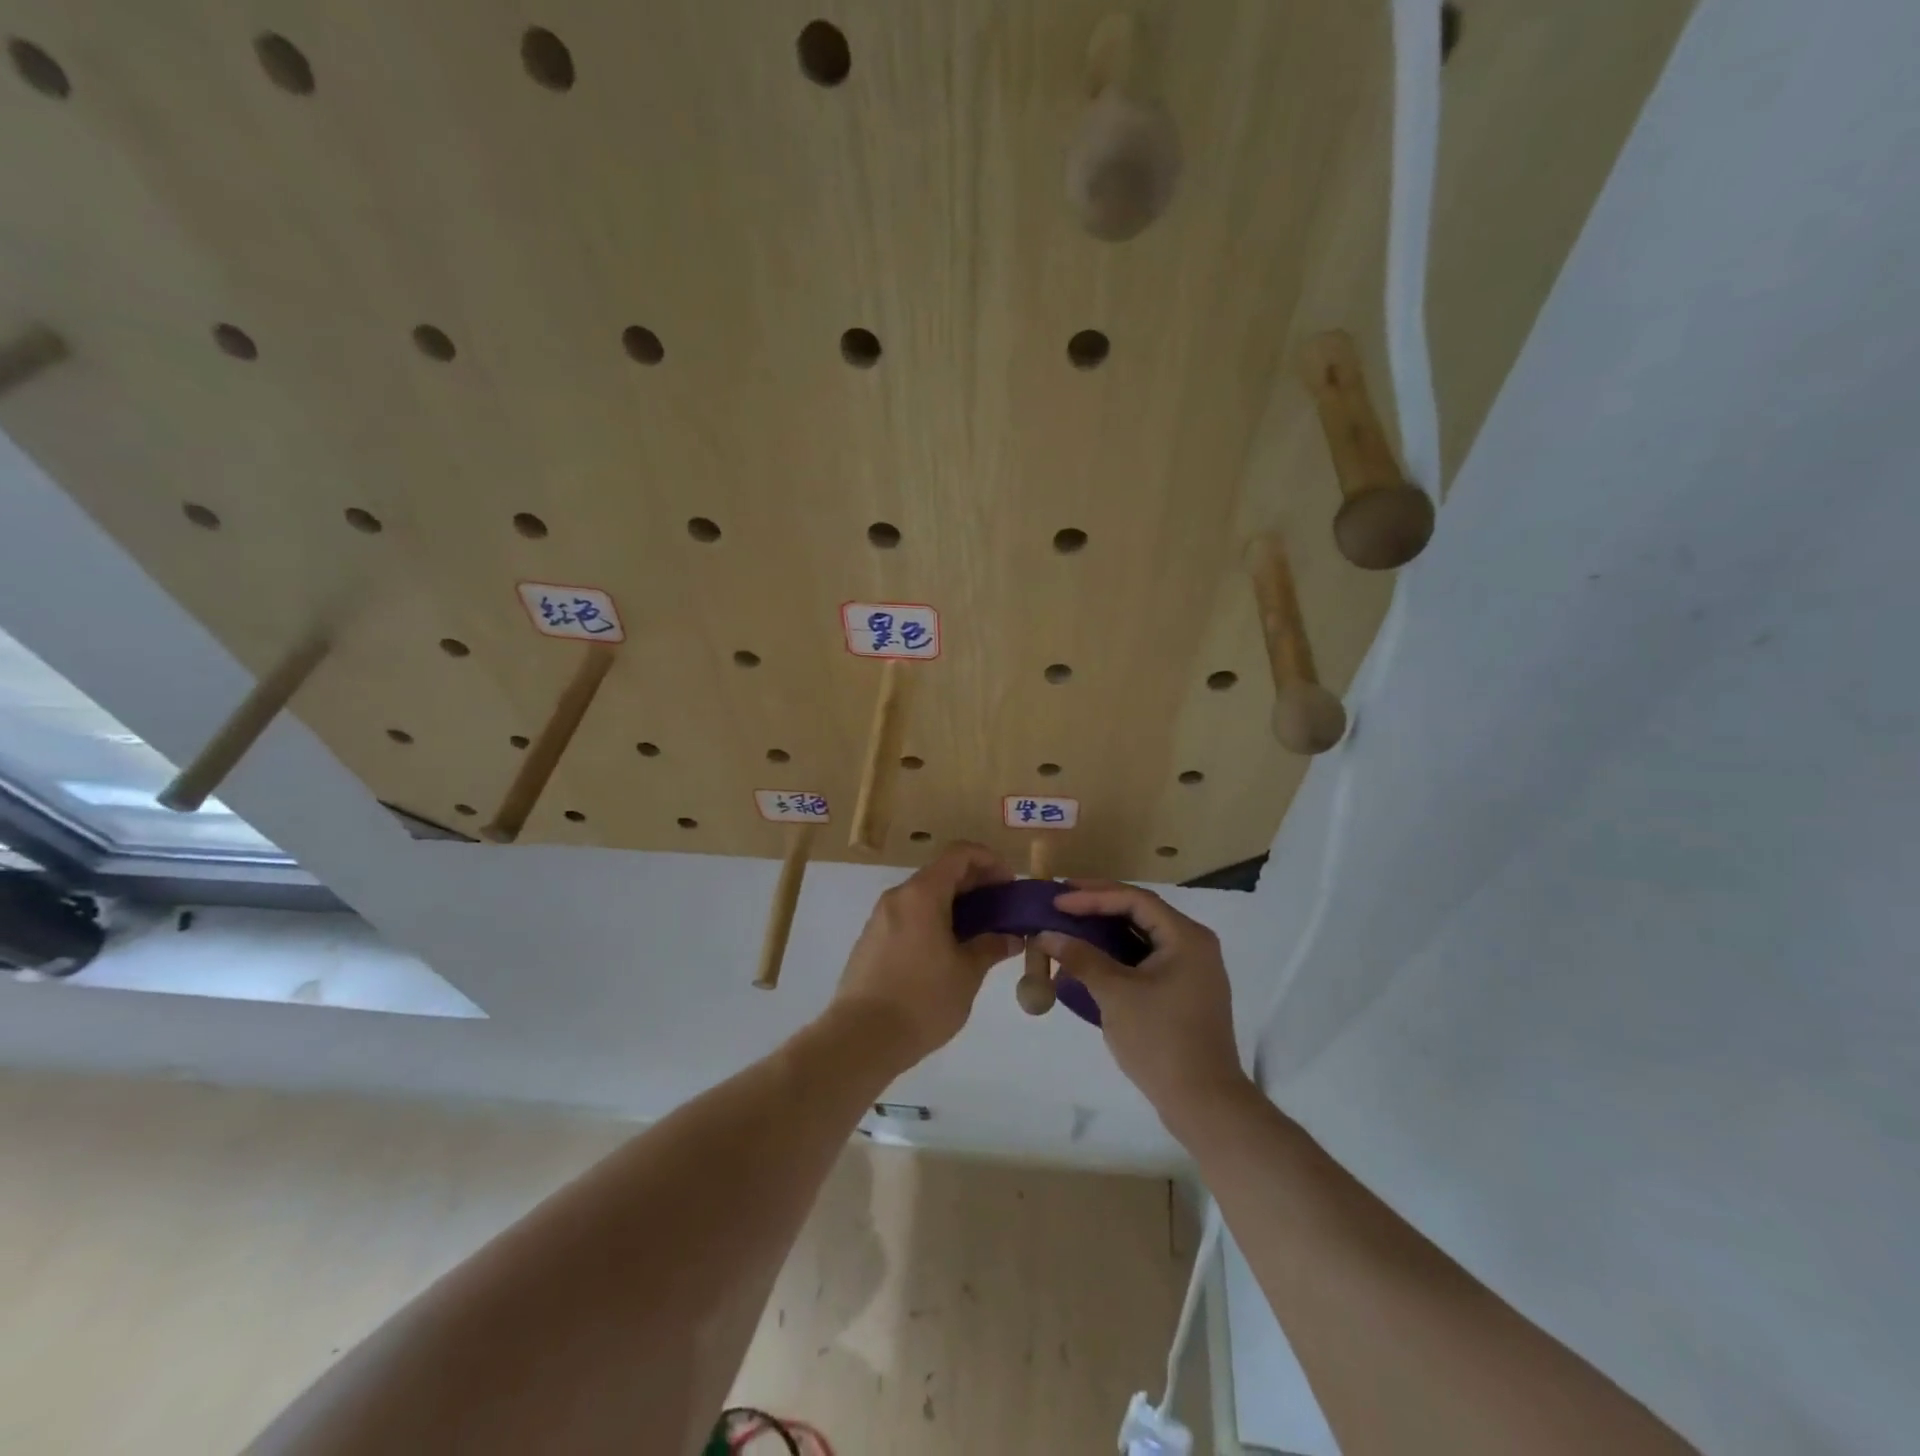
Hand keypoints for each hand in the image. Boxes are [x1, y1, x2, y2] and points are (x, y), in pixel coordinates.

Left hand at [831, 841, 1022, 1067]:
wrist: (860, 1039)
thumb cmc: (922, 1000)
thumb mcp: (967, 974)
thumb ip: (990, 947)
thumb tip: (1010, 938)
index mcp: (922, 894)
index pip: (960, 854)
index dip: (989, 861)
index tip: (1010, 885)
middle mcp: (898, 897)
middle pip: (942, 873)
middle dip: (976, 885)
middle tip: (1002, 910)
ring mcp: (880, 918)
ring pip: (924, 896)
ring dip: (955, 905)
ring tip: (980, 933)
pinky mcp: (871, 941)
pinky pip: (909, 917)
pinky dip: (934, 920)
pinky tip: (949, 950)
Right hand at [1037, 881, 1250, 1120]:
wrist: (1204, 1103)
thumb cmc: (1160, 1041)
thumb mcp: (1115, 994)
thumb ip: (1081, 958)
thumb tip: (1045, 934)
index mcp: (1186, 937)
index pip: (1134, 900)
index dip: (1092, 896)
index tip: (1057, 900)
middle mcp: (1194, 944)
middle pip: (1141, 911)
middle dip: (1099, 905)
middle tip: (1062, 901)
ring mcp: (1192, 969)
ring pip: (1143, 935)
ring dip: (1107, 928)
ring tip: (1071, 923)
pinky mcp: (1184, 990)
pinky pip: (1147, 957)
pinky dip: (1118, 953)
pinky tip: (1091, 957)